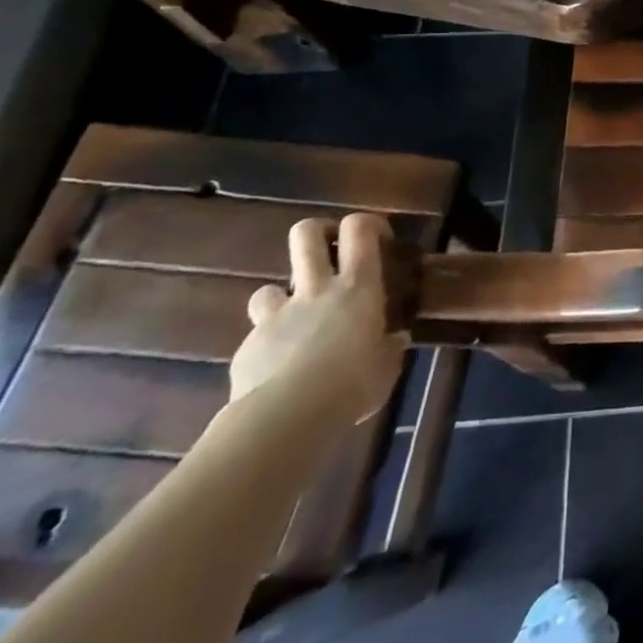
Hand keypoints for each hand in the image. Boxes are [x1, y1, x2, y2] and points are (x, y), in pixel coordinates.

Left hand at [230, 213, 406, 422]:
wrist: (285, 419)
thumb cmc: (352, 384)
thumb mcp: (386, 367)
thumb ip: (389, 348)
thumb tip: (395, 341)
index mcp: (357, 286)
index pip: (359, 229)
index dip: (367, 223)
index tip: (379, 239)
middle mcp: (316, 289)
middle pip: (306, 234)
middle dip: (317, 233)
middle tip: (329, 251)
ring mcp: (277, 316)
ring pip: (268, 287)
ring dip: (281, 299)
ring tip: (295, 322)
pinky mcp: (247, 347)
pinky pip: (256, 336)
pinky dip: (267, 345)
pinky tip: (277, 369)